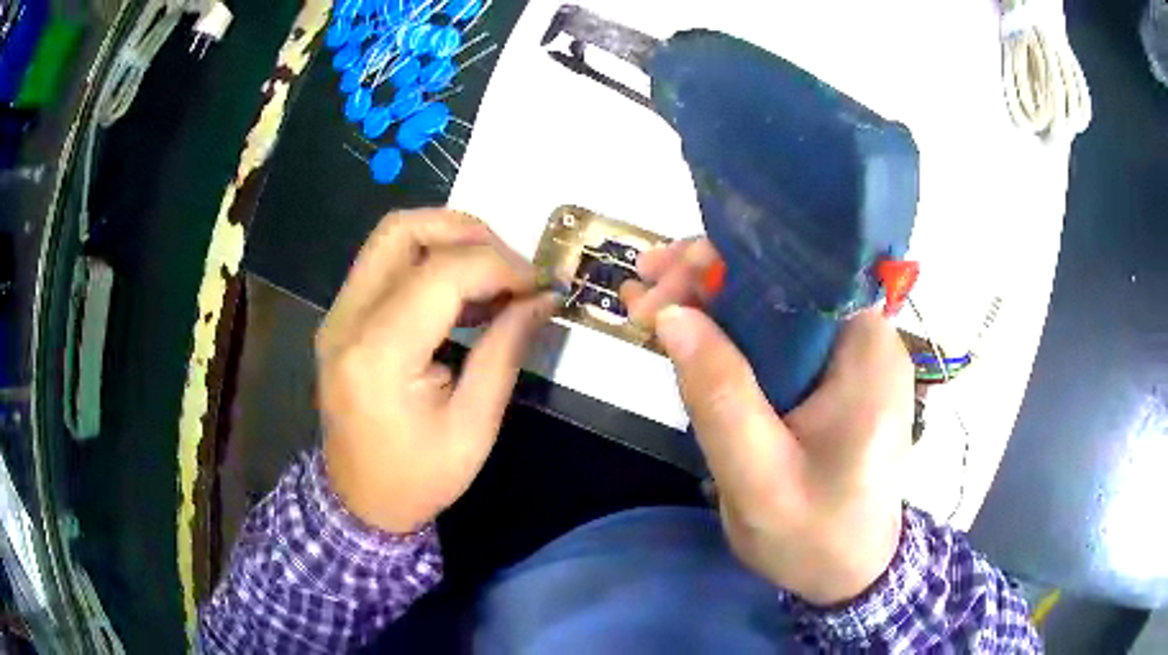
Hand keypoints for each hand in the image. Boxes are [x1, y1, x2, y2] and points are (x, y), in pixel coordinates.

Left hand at [316, 209, 553, 533]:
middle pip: (403, 230)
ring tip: (492, 277)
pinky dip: (429, 261)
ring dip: (448, 241)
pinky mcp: (340, 319)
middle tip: (511, 266)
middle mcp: (346, 321)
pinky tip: (462, 296)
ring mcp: (336, 316)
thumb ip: (506, 349)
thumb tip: (544, 297)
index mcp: (379, 356)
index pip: (442, 272)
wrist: (359, 502)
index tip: (540, 284)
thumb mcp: (475, 425)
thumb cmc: (420, 478)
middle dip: (468, 232)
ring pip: (391, 238)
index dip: (500, 265)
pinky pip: (384, 264)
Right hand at [622, 239, 913, 604]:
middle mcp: (865, 339)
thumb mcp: (760, 479)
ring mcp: (850, 358)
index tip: (667, 275)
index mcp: (866, 352)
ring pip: (776, 306)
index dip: (731, 258)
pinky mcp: (831, 378)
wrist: (848, 573)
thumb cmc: (816, 535)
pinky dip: (729, 331)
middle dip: (710, 277)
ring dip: (712, 301)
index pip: (802, 268)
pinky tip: (685, 332)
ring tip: (648, 304)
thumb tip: (672, 315)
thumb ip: (720, 397)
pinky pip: (778, 338)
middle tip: (643, 294)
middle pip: (785, 280)